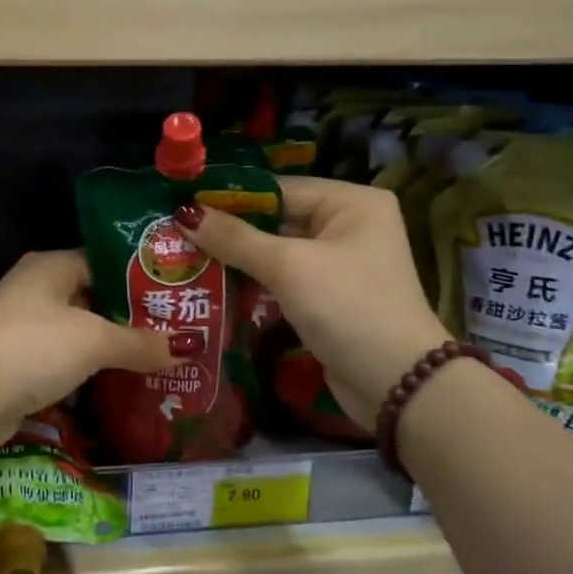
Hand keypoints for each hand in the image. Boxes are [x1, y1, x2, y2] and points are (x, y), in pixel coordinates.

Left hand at [0, 250, 176, 452]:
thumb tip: (190, 346)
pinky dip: (90, 368)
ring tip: (159, 355)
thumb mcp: (95, 340)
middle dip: (131, 314)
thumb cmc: (35, 347)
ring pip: (80, 330)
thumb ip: (141, 342)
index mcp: (51, 266)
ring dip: (112, 344)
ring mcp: (25, 326)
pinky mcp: (20, 362)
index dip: (140, 275)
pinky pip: (66, 358)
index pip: (104, 260)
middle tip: (176, 327)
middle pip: (93, 296)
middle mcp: (36, 289)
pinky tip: (121, 380)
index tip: (175, 291)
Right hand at [179, 177, 450, 427]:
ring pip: (275, 251)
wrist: (398, 384)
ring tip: (183, 256)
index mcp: (351, 202)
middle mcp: (348, 225)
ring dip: (236, 258)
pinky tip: (213, 283)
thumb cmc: (348, 307)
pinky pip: (282, 279)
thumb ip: (235, 239)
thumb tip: (183, 214)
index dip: (229, 198)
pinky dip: (253, 282)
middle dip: (228, 230)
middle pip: (276, 219)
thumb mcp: (289, 267)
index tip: (180, 205)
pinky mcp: (328, 297)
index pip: (278, 189)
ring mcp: (339, 264)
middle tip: (173, 232)